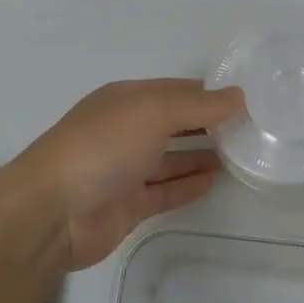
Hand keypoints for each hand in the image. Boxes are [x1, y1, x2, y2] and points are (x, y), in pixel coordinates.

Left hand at [0, 79, 243, 269]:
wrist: (53, 211)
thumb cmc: (102, 147)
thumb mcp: (153, 111)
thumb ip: (198, 105)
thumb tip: (238, 96)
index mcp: (127, 99)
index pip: (176, 91)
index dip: (209, 94)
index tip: (247, 101)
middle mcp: (126, 130)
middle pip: (174, 123)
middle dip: (208, 124)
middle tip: (251, 130)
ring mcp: (126, 169)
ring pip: (171, 158)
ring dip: (202, 154)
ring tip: (241, 155)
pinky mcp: (128, 205)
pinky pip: (165, 191)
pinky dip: (188, 185)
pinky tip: (214, 181)